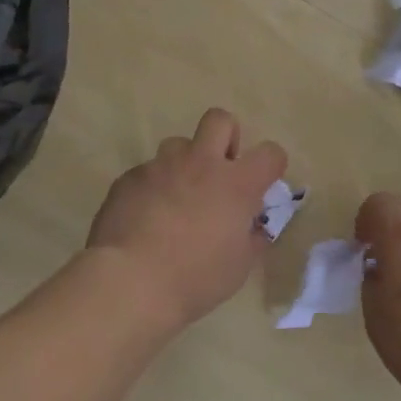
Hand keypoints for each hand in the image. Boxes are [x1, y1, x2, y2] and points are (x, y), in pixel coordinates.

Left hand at [84, 108, 287, 331]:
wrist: (130, 280)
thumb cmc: (195, 278)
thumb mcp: (238, 267)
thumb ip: (251, 239)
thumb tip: (254, 228)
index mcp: (236, 184)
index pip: (270, 153)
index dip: (271, 165)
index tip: (263, 184)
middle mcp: (200, 163)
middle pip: (219, 120)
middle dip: (225, 138)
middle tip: (220, 171)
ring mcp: (161, 166)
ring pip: (178, 144)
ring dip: (184, 164)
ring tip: (177, 198)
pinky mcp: (129, 177)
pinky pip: (147, 172)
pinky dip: (153, 188)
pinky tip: (145, 218)